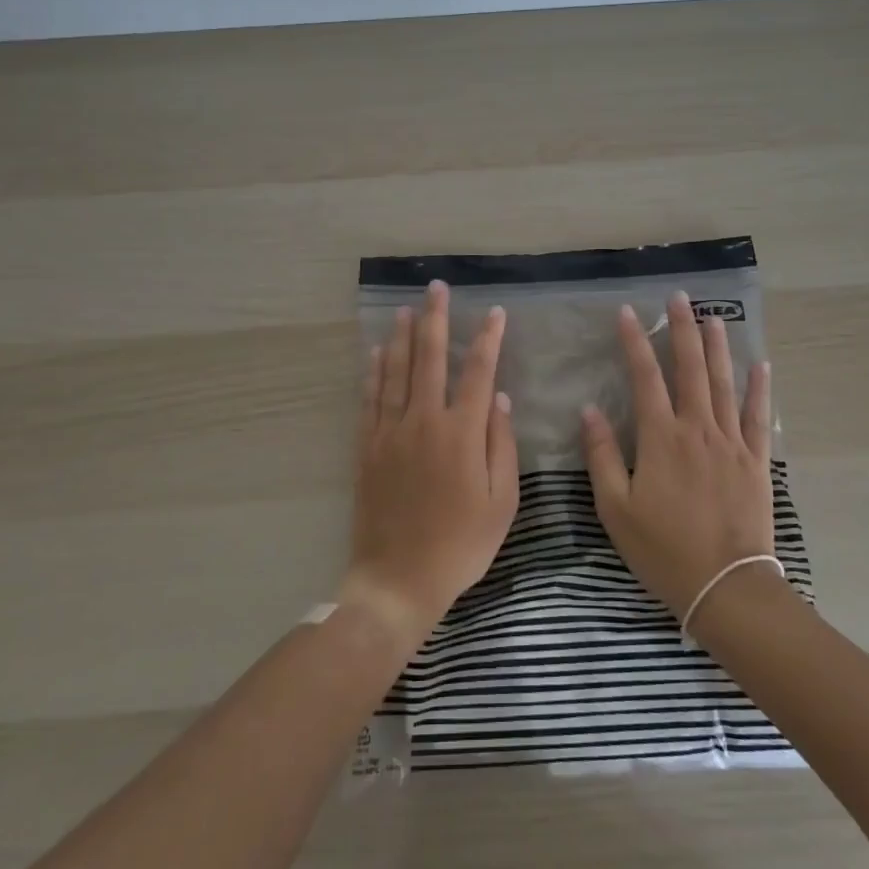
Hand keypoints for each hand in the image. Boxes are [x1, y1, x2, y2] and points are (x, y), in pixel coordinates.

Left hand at [345, 281, 519, 639]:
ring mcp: (390, 433)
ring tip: (406, 309)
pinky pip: (370, 399)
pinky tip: (376, 353)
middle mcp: (424, 422)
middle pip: (430, 359)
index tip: (493, 313)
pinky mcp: (367, 448)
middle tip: (436, 289)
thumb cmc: (460, 545)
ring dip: (401, 337)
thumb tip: (499, 400)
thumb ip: (501, 447)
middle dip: (435, 320)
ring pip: (395, 372)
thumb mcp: (501, 504)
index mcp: (461, 434)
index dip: (487, 339)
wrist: (397, 579)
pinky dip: (373, 372)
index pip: (478, 373)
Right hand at [581, 291, 775, 618]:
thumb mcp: (616, 508)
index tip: (628, 312)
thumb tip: (589, 411)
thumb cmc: (664, 550)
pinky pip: (756, 416)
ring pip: (723, 383)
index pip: (645, 377)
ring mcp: (731, 442)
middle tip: (679, 297)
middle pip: (690, 368)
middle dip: (682, 329)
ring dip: (717, 347)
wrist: (727, 586)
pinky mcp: (755, 461)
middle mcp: (697, 429)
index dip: (635, 342)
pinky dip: (759, 389)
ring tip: (713, 317)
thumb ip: (603, 456)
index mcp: (661, 438)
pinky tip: (761, 365)